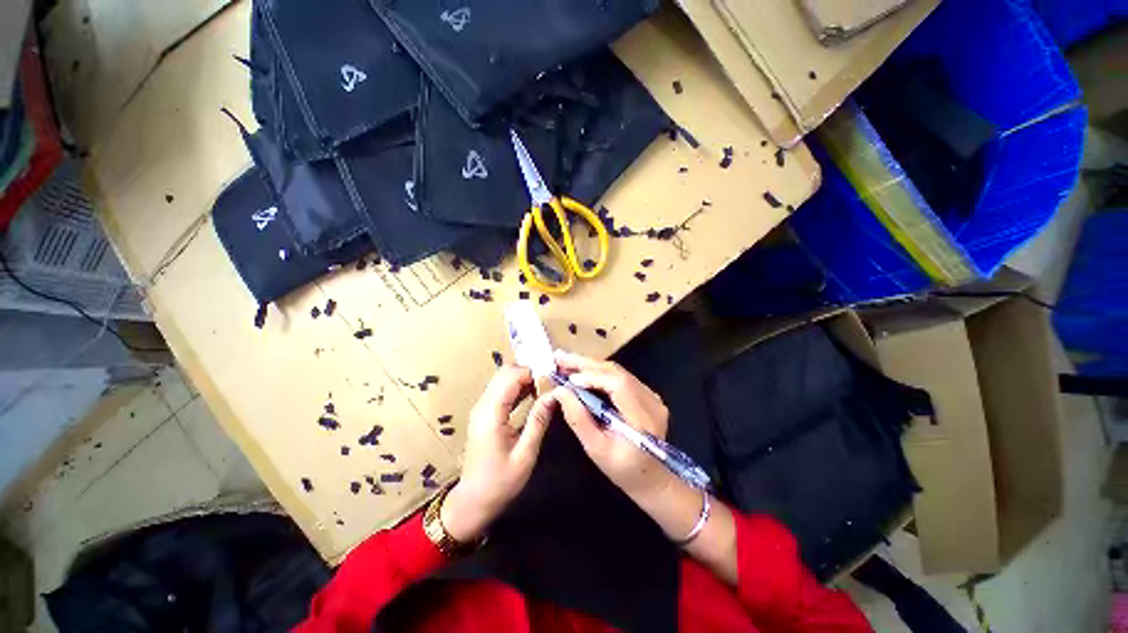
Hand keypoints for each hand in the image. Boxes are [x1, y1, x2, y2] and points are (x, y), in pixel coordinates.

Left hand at [441, 365, 549, 541]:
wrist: (473, 502)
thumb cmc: (500, 483)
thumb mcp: (525, 454)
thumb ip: (539, 420)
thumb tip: (554, 394)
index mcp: (491, 414)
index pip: (511, 377)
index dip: (532, 372)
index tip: (553, 377)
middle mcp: (483, 406)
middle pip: (505, 373)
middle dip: (528, 371)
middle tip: (550, 380)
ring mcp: (481, 409)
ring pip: (502, 379)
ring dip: (523, 378)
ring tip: (545, 384)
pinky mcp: (484, 414)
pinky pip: (501, 390)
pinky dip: (517, 387)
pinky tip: (533, 394)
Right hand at [540, 350, 671, 497]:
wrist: (651, 478)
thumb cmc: (623, 469)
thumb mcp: (596, 449)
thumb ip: (578, 418)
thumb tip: (560, 391)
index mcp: (642, 418)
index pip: (618, 385)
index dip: (592, 377)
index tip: (569, 379)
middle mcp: (651, 400)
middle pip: (616, 372)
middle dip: (585, 363)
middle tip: (559, 358)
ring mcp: (651, 395)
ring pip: (617, 371)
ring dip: (590, 365)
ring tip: (565, 363)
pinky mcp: (647, 394)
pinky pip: (620, 377)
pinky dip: (599, 373)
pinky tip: (582, 372)